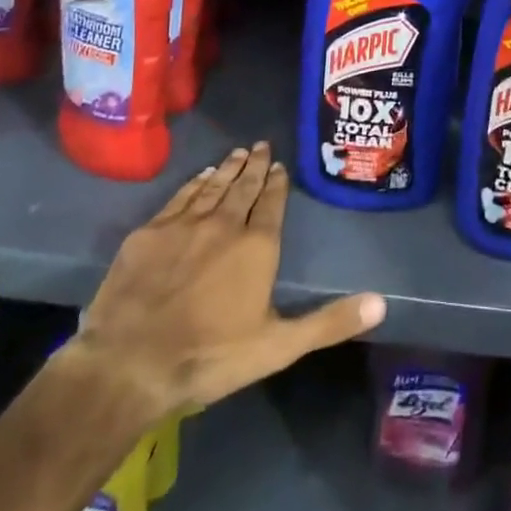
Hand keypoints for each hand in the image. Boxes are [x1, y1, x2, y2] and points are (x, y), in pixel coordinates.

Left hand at [64, 143, 384, 428]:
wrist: (128, 366)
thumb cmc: (210, 357)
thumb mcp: (278, 347)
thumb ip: (329, 322)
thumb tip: (382, 303)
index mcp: (257, 246)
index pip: (271, 203)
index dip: (277, 183)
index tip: (279, 165)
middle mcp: (223, 224)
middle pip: (242, 187)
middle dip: (254, 165)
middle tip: (260, 145)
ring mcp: (183, 225)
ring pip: (211, 187)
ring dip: (226, 168)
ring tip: (236, 153)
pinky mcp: (148, 234)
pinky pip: (178, 198)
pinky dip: (192, 184)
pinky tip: (198, 178)